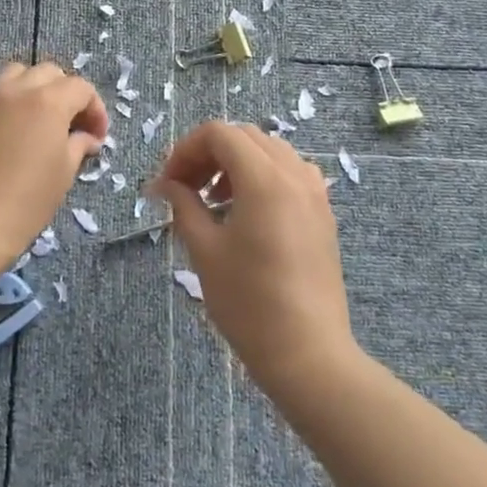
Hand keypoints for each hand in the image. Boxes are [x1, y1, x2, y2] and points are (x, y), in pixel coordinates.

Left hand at [0, 62, 107, 258]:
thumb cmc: (26, 200)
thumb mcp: (63, 173)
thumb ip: (78, 146)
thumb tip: (87, 137)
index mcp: (48, 100)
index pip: (81, 88)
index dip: (95, 110)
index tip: (97, 137)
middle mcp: (18, 89)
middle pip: (50, 73)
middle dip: (67, 93)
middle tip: (74, 125)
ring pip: (19, 74)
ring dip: (37, 88)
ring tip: (43, 120)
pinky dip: (14, 100)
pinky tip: (18, 131)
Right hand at [153, 122, 358, 399]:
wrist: (308, 353)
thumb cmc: (249, 302)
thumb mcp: (205, 250)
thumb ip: (183, 205)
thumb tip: (163, 184)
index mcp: (264, 178)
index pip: (219, 133)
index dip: (186, 149)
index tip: (168, 182)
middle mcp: (294, 174)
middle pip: (244, 136)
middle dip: (209, 153)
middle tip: (185, 187)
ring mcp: (314, 192)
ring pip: (269, 151)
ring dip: (236, 162)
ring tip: (214, 199)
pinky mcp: (323, 213)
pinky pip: (290, 173)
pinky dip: (263, 176)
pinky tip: (247, 212)